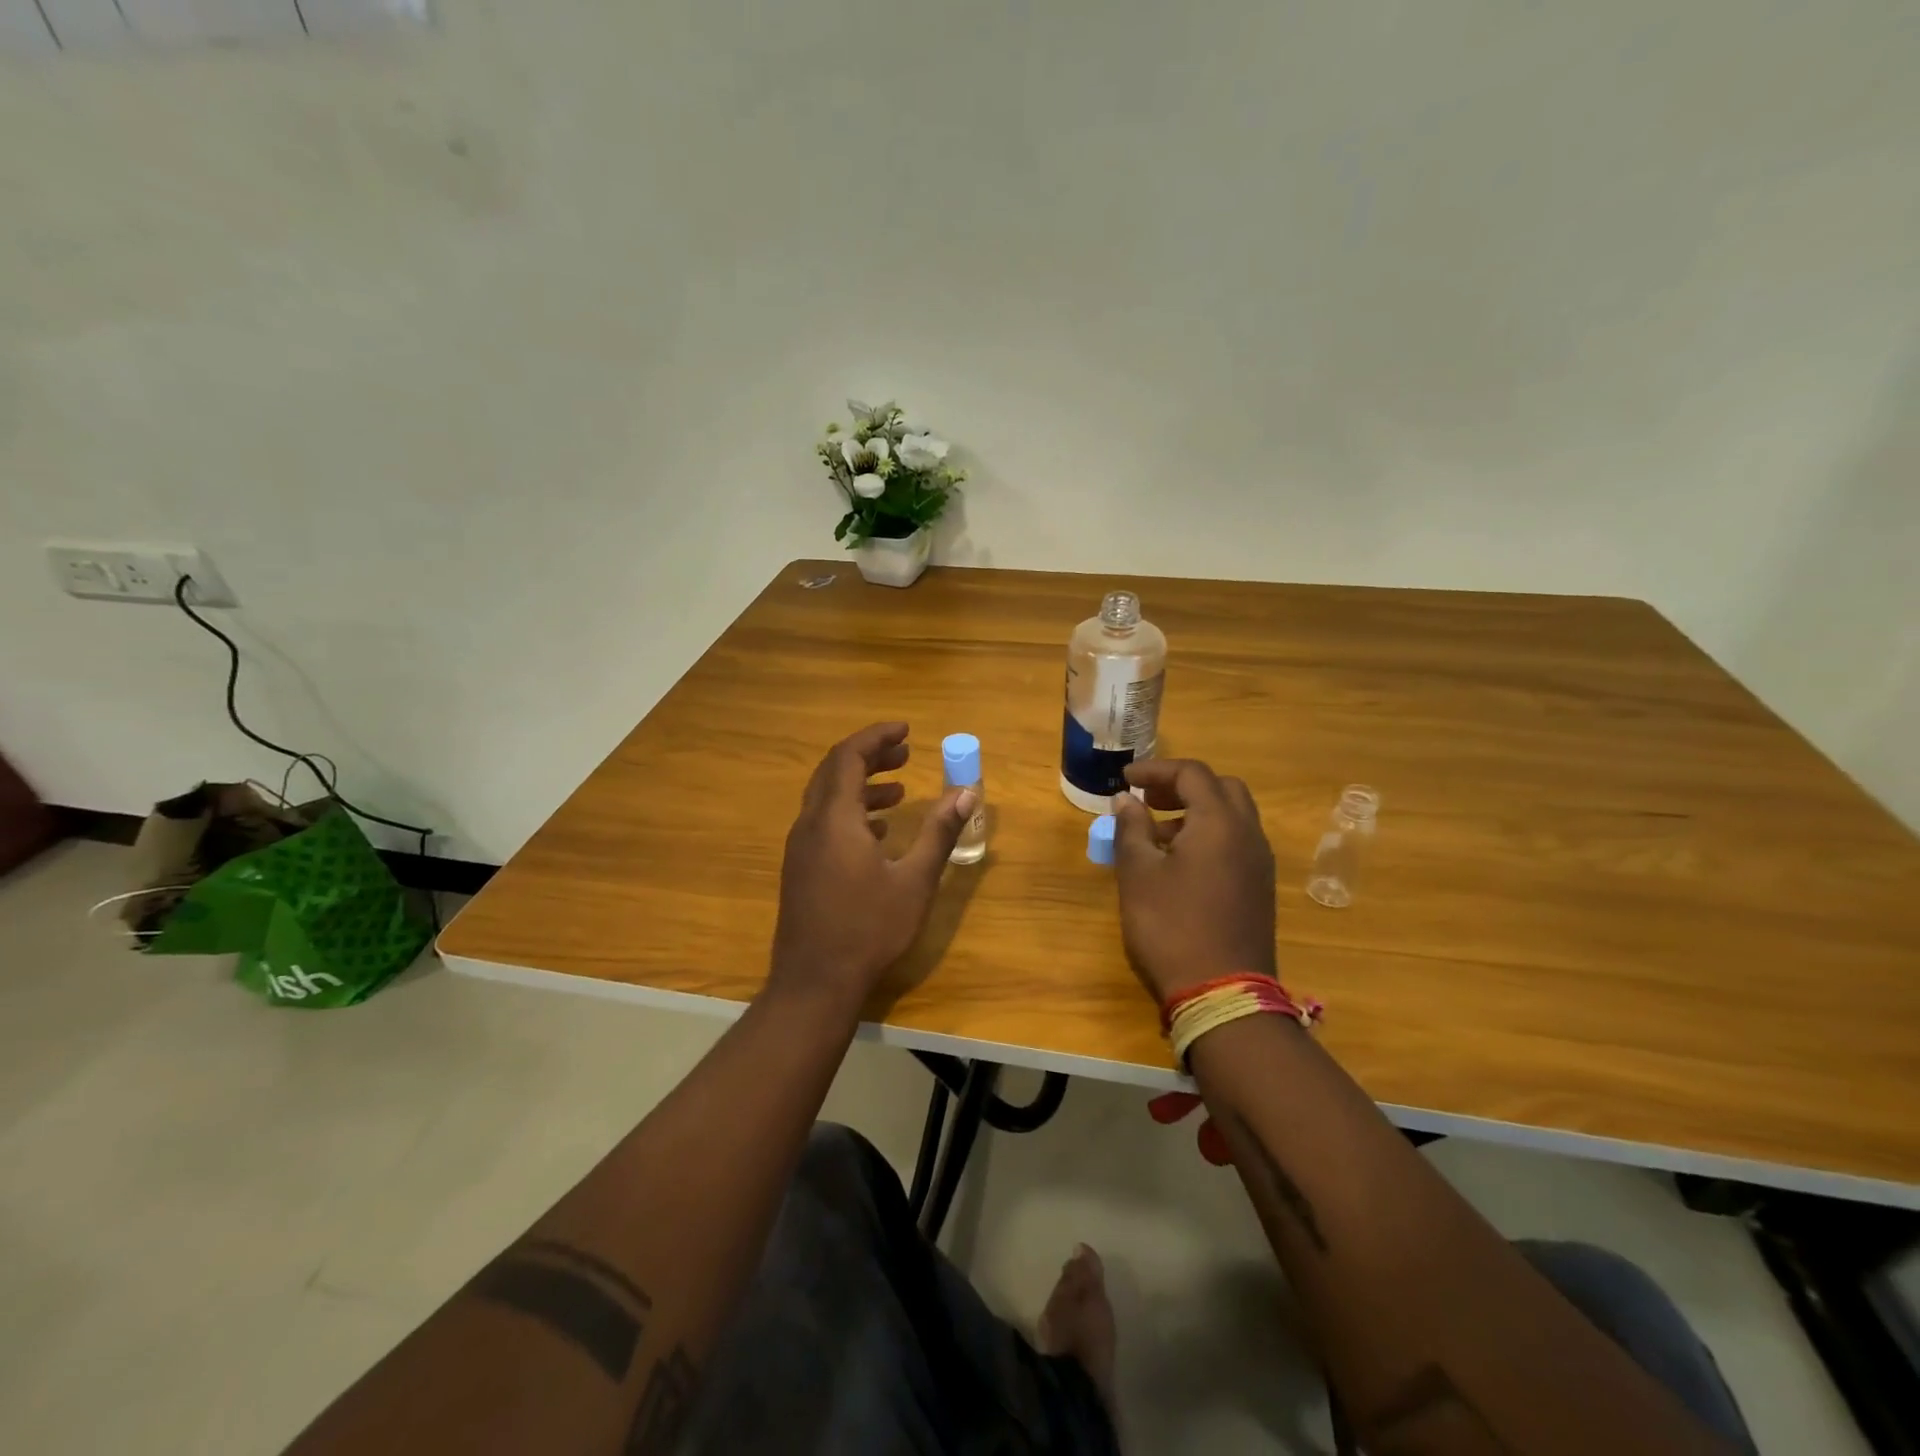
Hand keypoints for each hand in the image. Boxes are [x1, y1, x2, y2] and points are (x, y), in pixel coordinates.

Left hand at [769, 722, 977, 1013]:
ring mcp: (800, 847)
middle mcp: (811, 824)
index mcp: (835, 818)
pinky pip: (823, 822)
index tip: (906, 729)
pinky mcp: (800, 868)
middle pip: (834, 771)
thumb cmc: (869, 929)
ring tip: (898, 790)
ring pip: (827, 797)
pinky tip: (877, 831)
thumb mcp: (914, 881)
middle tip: (905, 752)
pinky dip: (850, 812)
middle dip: (869, 755)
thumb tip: (968, 793)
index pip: (849, 756)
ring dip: (861, 785)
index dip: (876, 737)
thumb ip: (939, 832)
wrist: (815, 982)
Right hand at [1111, 759, 1277, 1002]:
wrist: (1223, 993)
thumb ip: (1131, 829)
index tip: (1125, 779)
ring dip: (1196, 811)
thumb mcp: (1138, 874)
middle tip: (1148, 800)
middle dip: (1182, 786)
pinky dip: (1210, 835)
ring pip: (1232, 816)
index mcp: (1219, 822)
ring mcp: (1259, 863)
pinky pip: (1237, 842)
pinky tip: (1181, 863)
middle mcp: (1248, 834)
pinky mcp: (1260, 888)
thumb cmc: (1171, 926)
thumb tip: (1125, 801)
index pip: (1192, 774)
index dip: (1156, 770)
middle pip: (1221, 788)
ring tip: (1156, 834)